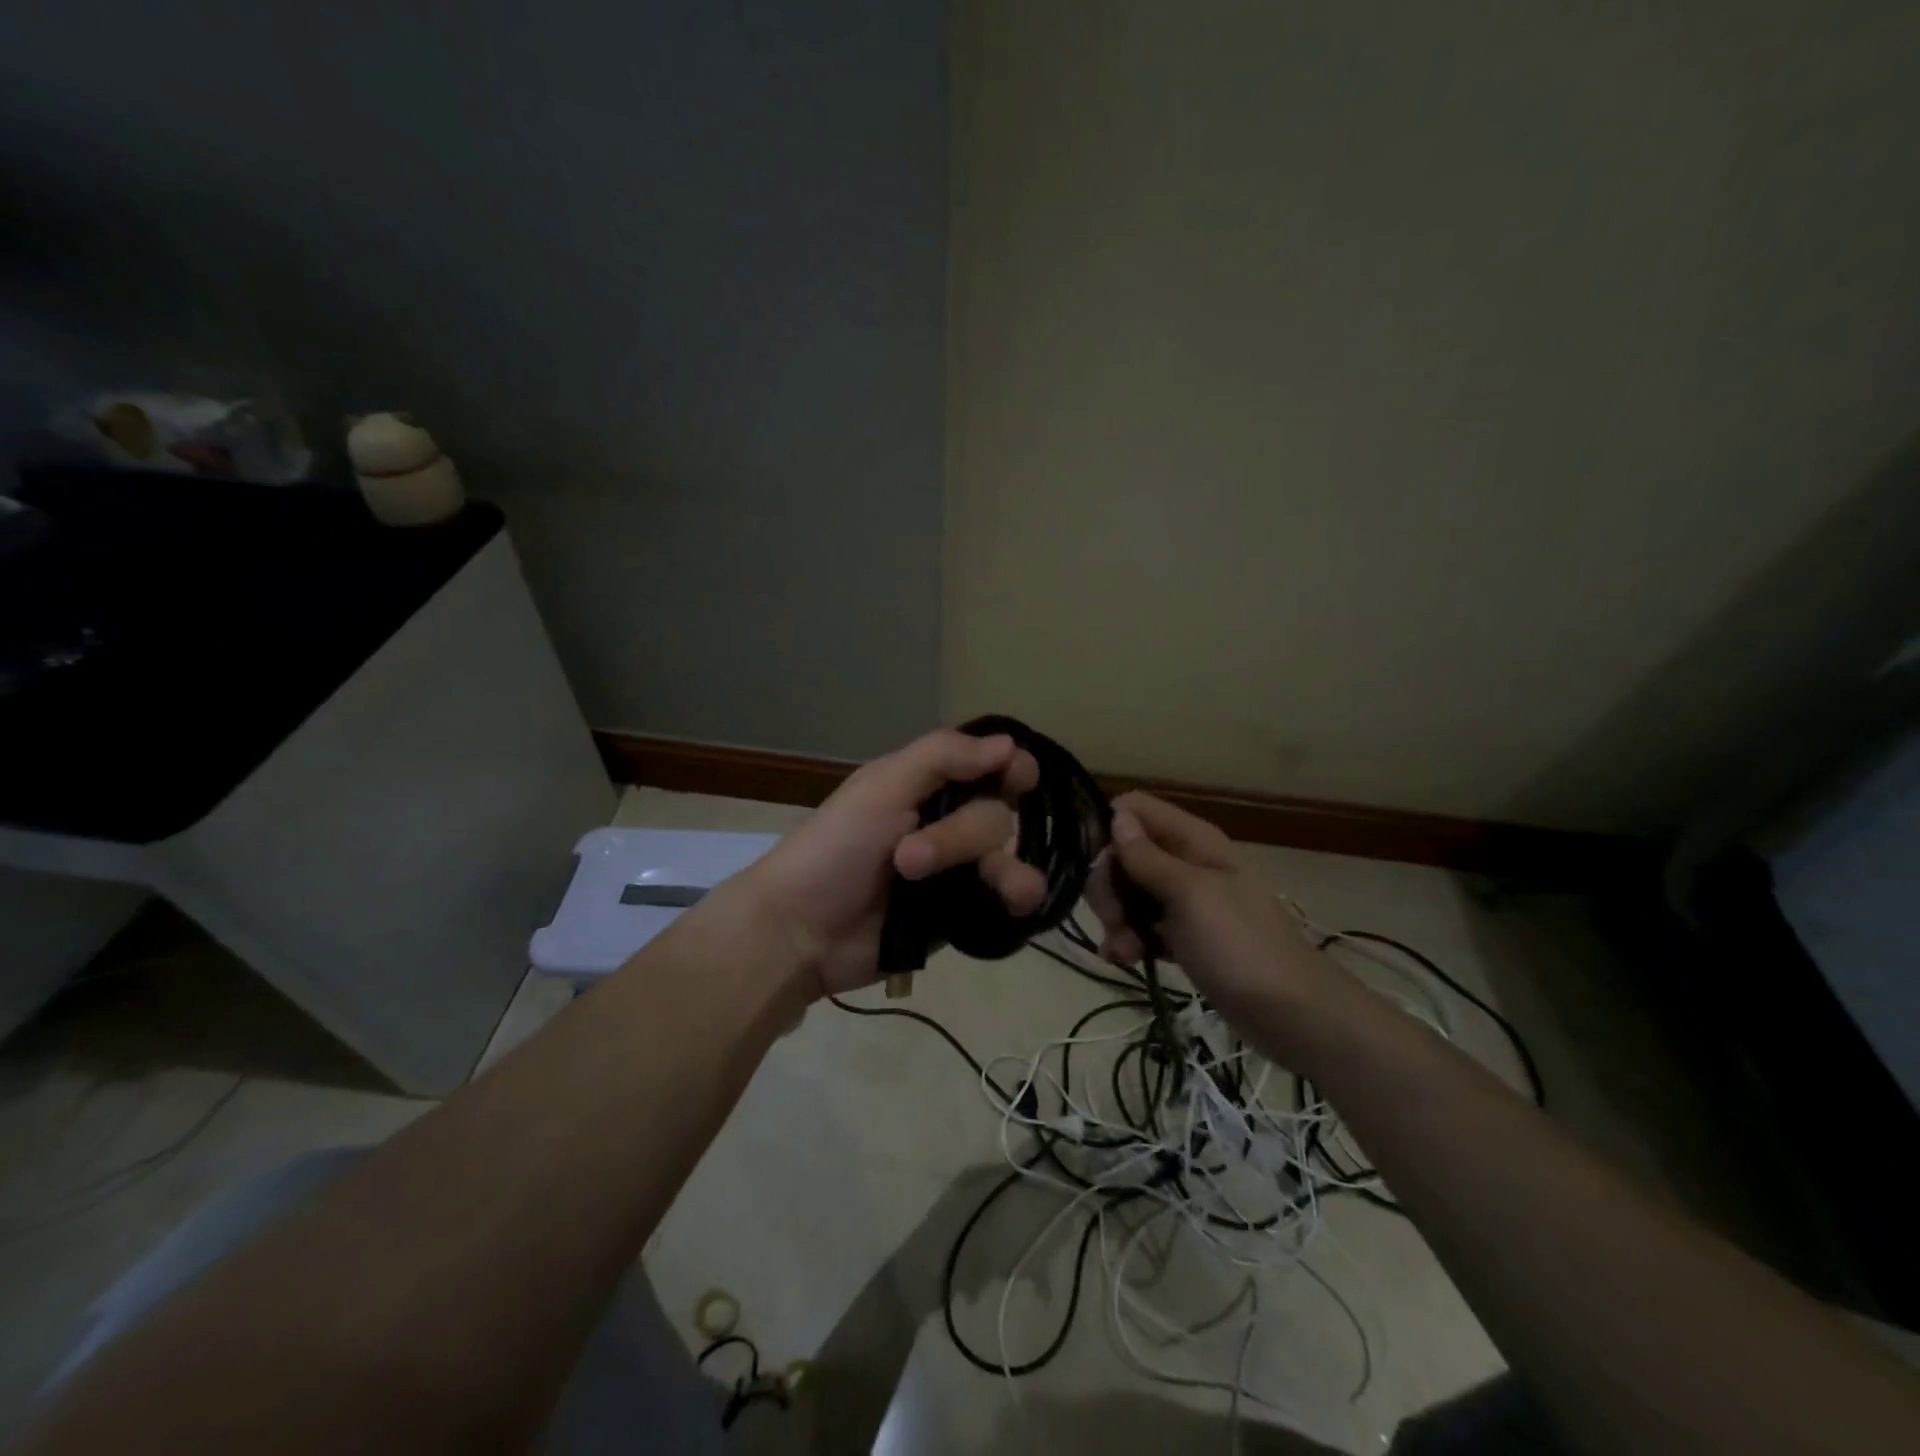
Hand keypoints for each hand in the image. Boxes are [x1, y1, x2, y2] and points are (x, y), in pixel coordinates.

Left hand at [740, 729, 1046, 996]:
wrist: (802, 931)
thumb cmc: (835, 848)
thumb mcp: (882, 787)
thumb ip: (943, 756)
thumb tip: (1009, 744)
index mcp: (928, 785)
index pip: (990, 766)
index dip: (1011, 768)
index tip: (1016, 778)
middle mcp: (948, 822)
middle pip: (997, 815)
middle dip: (960, 836)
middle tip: (908, 859)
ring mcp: (957, 871)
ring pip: (1009, 858)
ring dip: (1007, 870)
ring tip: (999, 889)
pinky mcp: (961, 914)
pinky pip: (1006, 902)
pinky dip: (1019, 900)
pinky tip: (1016, 904)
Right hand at [1085, 792, 1349, 1064]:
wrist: (1291, 1014)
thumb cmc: (1240, 945)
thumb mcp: (1190, 895)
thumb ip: (1148, 857)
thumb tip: (1116, 815)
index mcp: (1193, 840)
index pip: (1134, 810)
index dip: (1106, 830)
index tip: (1093, 865)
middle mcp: (1185, 862)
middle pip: (1123, 854)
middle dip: (1109, 886)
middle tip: (1113, 919)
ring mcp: (1184, 901)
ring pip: (1128, 893)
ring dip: (1116, 920)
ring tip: (1125, 952)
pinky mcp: (1182, 936)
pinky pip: (1141, 926)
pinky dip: (1128, 941)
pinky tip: (1124, 960)